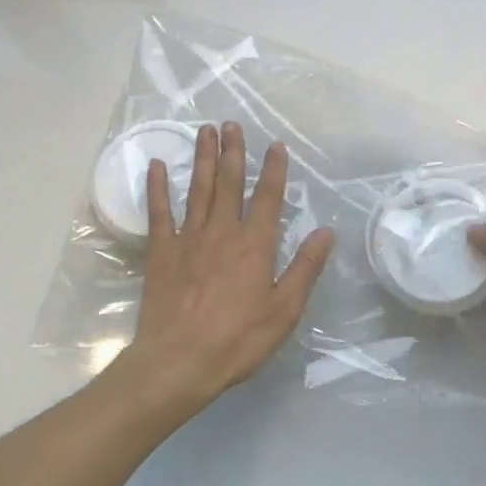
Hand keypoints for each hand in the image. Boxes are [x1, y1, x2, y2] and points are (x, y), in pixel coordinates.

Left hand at [124, 123, 333, 409]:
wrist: (178, 362)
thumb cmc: (238, 340)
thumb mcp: (284, 310)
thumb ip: (305, 268)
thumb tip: (326, 231)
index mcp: (255, 245)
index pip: (269, 197)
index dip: (275, 170)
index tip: (276, 145)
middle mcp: (223, 232)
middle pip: (230, 183)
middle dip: (234, 152)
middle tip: (231, 123)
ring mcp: (189, 239)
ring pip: (198, 189)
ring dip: (203, 158)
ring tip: (205, 131)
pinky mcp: (161, 253)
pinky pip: (160, 213)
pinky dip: (158, 188)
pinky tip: (158, 166)